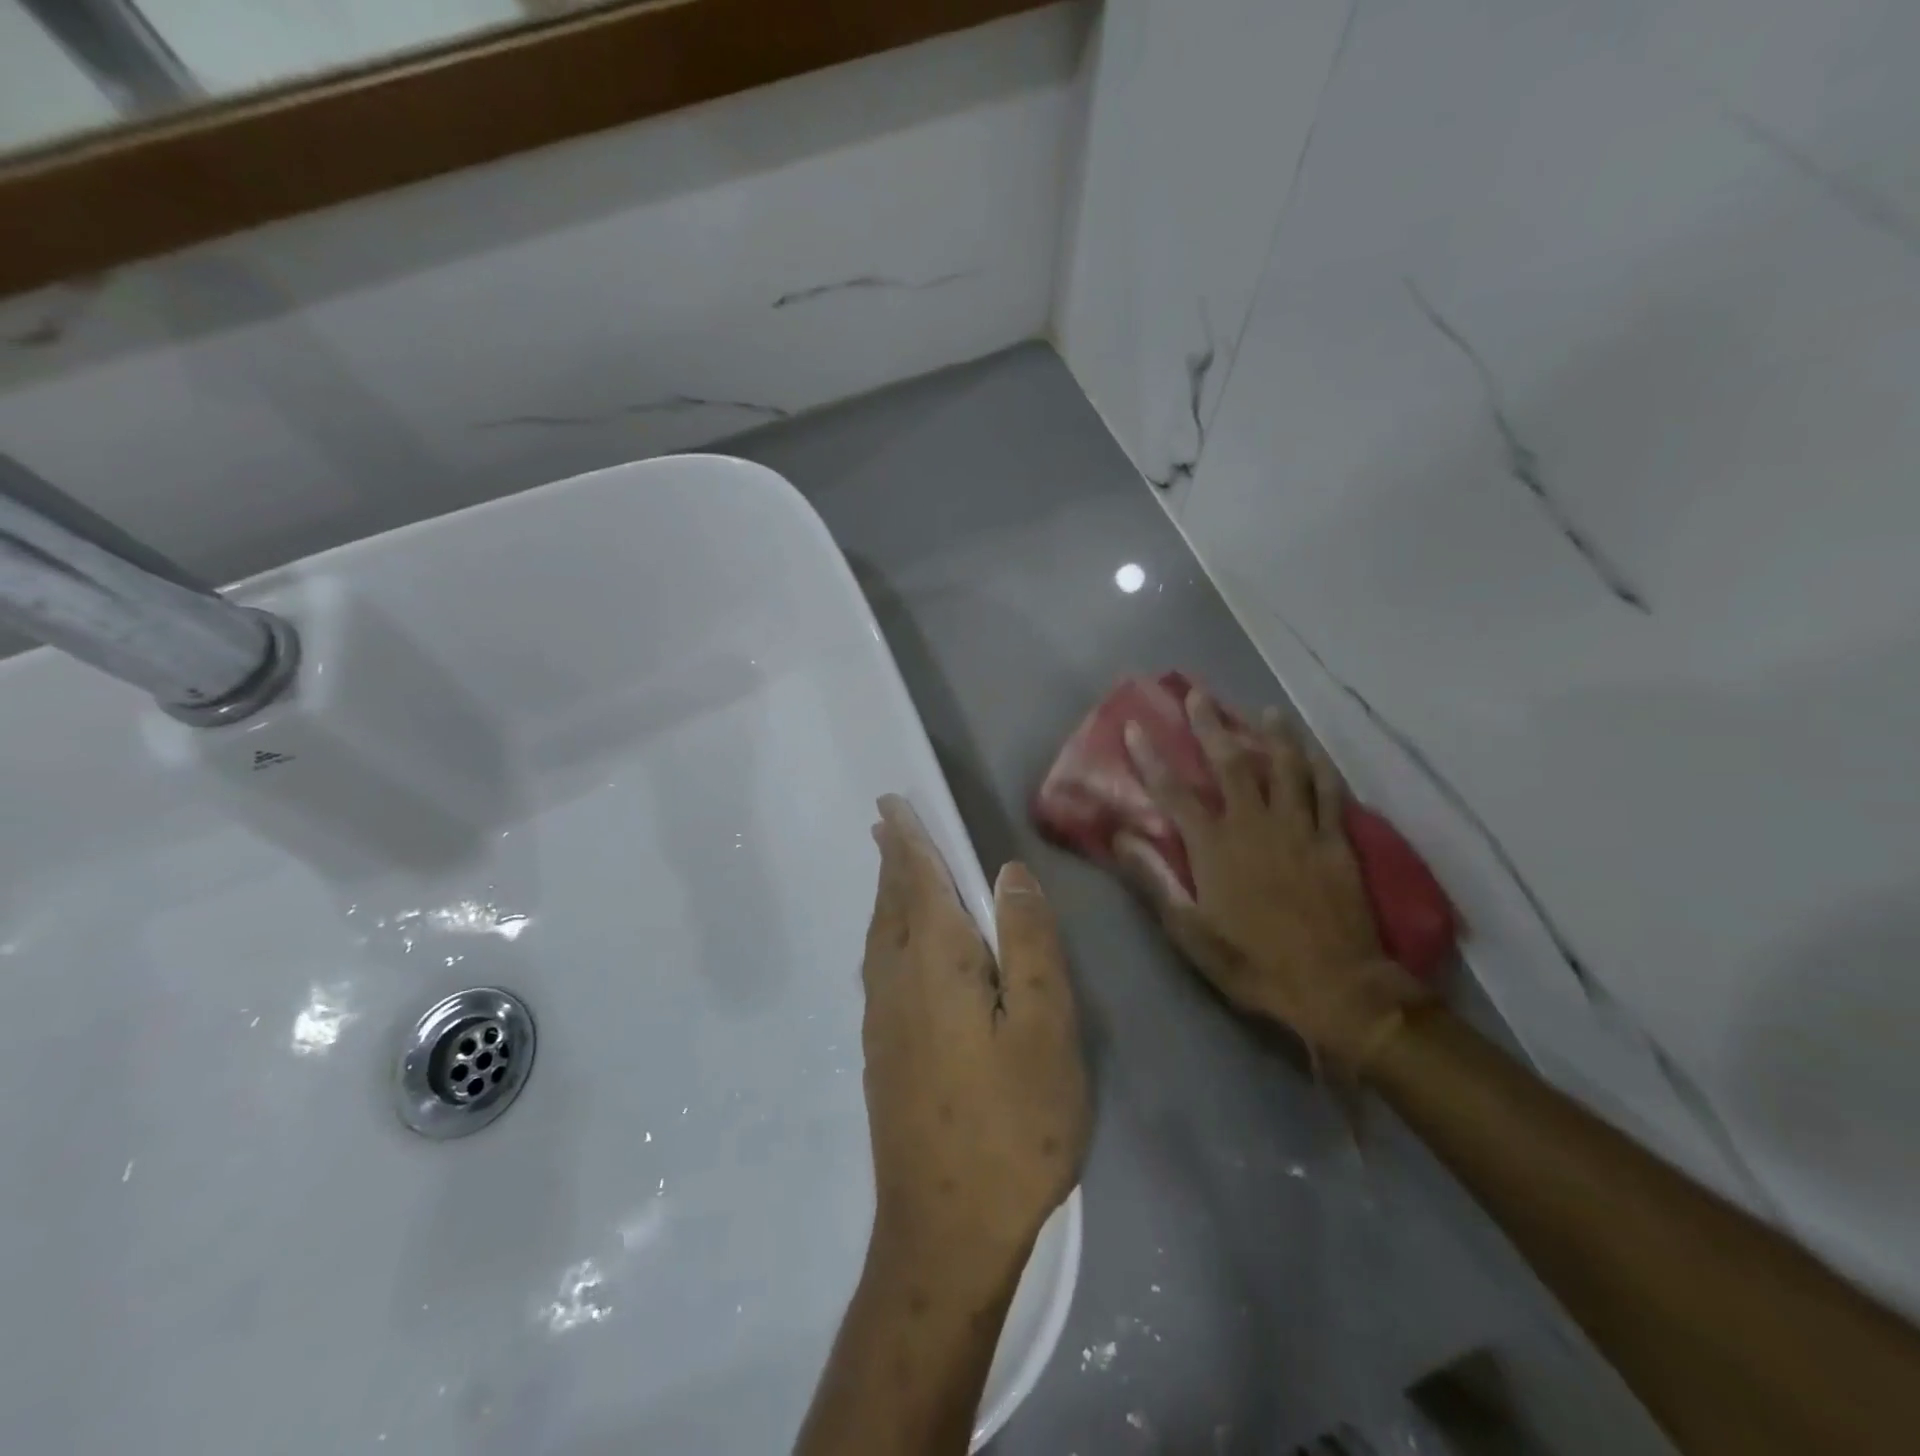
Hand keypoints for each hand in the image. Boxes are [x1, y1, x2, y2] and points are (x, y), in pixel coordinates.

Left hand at [859, 795, 1088, 1279]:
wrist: (944, 1231)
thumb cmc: (1011, 1128)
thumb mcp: (1046, 1031)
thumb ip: (1028, 944)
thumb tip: (1007, 872)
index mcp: (937, 964)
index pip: (919, 881)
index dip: (909, 839)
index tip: (891, 804)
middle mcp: (897, 981)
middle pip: (892, 902)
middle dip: (891, 858)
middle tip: (884, 822)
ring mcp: (882, 1020)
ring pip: (880, 934)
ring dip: (885, 893)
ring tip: (890, 868)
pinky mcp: (880, 1052)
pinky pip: (878, 965)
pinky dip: (885, 931)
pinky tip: (894, 944)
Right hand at [1118, 690, 1428, 1071]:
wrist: (1334, 987)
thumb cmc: (1252, 962)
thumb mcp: (1189, 932)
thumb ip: (1154, 881)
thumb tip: (1120, 838)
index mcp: (1215, 847)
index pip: (1174, 792)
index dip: (1152, 758)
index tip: (1136, 727)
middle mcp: (1254, 825)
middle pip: (1230, 763)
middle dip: (1210, 725)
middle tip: (1198, 694)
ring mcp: (1299, 829)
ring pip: (1285, 767)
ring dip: (1272, 734)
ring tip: (1263, 709)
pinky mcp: (1335, 840)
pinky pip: (1328, 792)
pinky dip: (1320, 766)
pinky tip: (1313, 749)